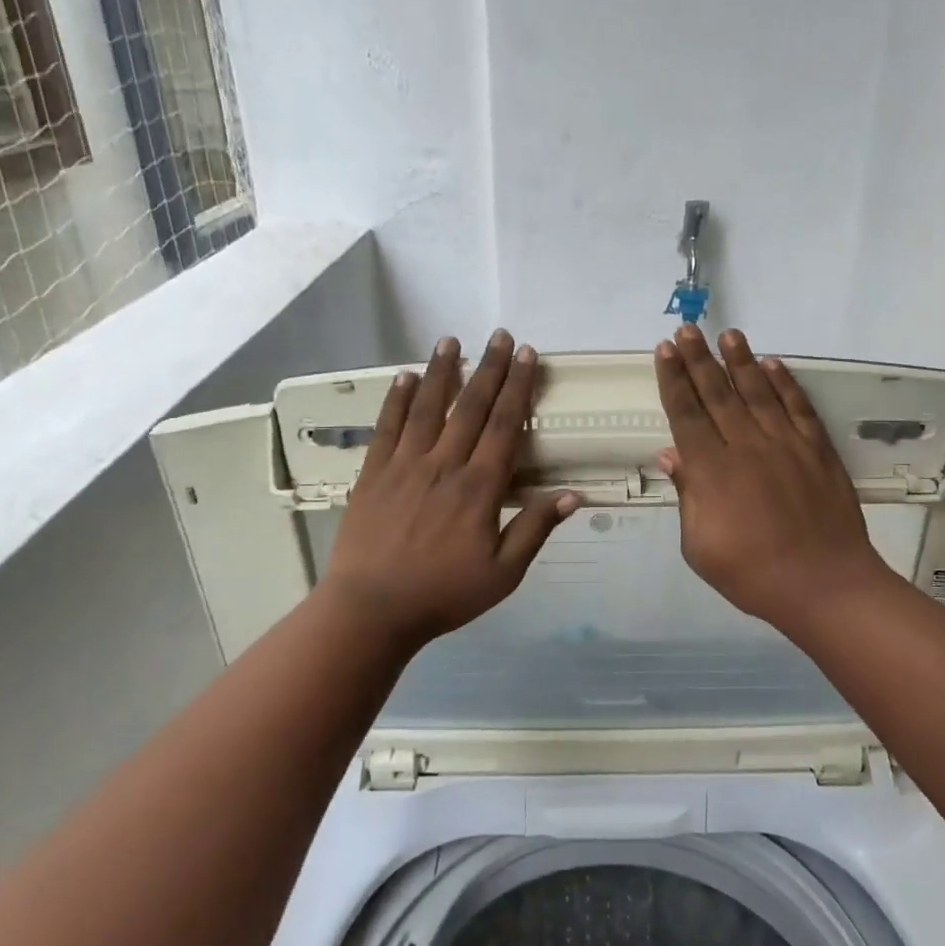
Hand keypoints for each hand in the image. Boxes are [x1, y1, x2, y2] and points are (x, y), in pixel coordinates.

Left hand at [320, 331, 577, 651]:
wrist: (371, 610)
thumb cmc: (443, 594)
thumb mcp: (502, 574)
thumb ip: (534, 530)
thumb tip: (573, 495)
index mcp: (479, 488)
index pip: (505, 426)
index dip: (518, 387)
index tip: (527, 356)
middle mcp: (444, 465)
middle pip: (471, 407)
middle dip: (489, 368)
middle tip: (500, 335)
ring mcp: (404, 465)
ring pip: (428, 408)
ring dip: (441, 371)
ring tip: (451, 340)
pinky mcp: (373, 473)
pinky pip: (387, 427)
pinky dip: (397, 399)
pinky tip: (404, 377)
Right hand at [655, 326, 900, 635]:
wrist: (823, 584)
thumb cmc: (751, 573)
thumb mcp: (699, 546)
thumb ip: (687, 496)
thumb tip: (671, 454)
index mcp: (711, 470)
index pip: (686, 414)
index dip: (674, 380)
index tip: (664, 351)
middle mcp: (746, 446)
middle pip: (717, 394)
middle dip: (698, 359)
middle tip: (687, 330)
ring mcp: (786, 444)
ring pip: (758, 392)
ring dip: (741, 361)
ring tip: (728, 334)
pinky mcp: (817, 450)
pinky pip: (798, 408)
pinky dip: (785, 384)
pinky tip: (773, 365)